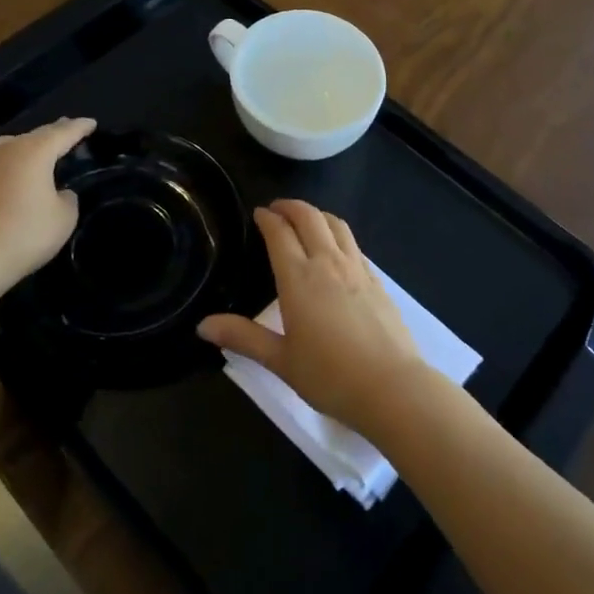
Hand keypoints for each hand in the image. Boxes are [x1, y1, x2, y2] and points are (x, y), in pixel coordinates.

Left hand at [0, 117, 95, 307]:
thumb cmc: (23, 235)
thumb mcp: (64, 219)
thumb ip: (67, 198)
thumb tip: (58, 193)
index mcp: (34, 152)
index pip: (63, 132)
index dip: (80, 127)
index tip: (91, 123)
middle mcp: (5, 150)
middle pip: (35, 135)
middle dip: (54, 132)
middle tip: (68, 129)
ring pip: (10, 146)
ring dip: (27, 146)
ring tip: (38, 150)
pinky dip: (9, 165)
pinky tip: (12, 178)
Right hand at [197, 199, 424, 434]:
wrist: (391, 387)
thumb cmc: (330, 376)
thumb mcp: (280, 360)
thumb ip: (243, 338)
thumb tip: (202, 326)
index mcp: (298, 278)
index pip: (280, 233)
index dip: (267, 218)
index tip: (258, 213)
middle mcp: (327, 262)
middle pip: (309, 217)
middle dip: (291, 206)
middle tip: (277, 209)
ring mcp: (356, 268)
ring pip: (336, 224)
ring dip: (317, 214)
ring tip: (305, 220)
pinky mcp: (377, 280)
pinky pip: (353, 243)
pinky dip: (338, 233)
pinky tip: (336, 249)